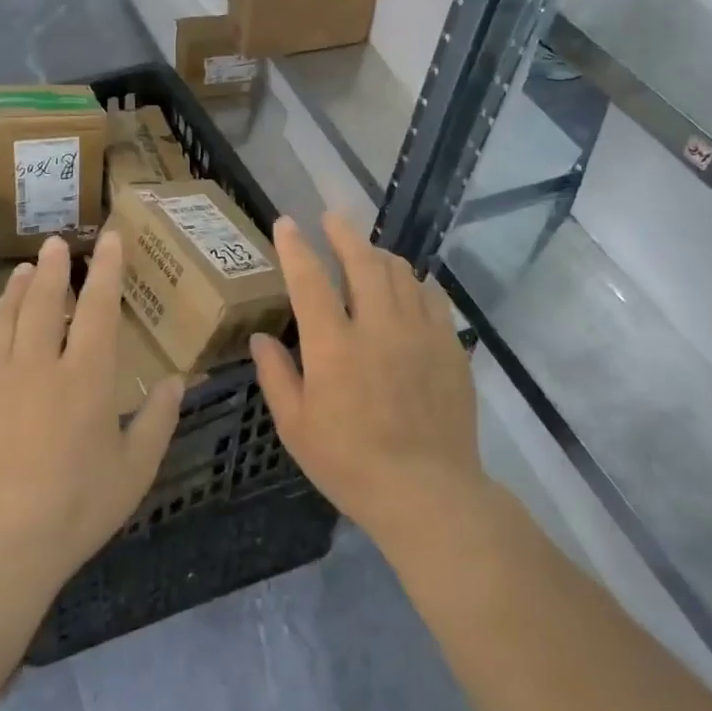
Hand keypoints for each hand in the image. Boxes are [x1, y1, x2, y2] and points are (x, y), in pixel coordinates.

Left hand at [0, 232, 181, 602]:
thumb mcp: (136, 469)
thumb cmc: (78, 508)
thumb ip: (159, 419)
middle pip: (44, 304)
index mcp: (87, 377)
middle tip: (54, 244)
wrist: (0, 547)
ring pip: (2, 321)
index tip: (108, 239)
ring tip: (23, 271)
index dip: (106, 270)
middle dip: (53, 269)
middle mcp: (39, 366)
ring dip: (15, 291)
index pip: (98, 308)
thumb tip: (177, 380)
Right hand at [251, 213, 484, 550]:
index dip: (296, 247)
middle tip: (332, 218)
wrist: (428, 492)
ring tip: (366, 252)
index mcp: (334, 347)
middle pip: (362, 261)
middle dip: (343, 233)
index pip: (310, 280)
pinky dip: (414, 282)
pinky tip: (408, 286)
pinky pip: (432, 297)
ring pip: (400, 272)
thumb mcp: (296, 428)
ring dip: (379, 254)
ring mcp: (419, 333)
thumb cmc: (351, 464)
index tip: (287, 223)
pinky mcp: (449, 346)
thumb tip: (262, 337)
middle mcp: (378, 327)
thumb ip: (276, 376)